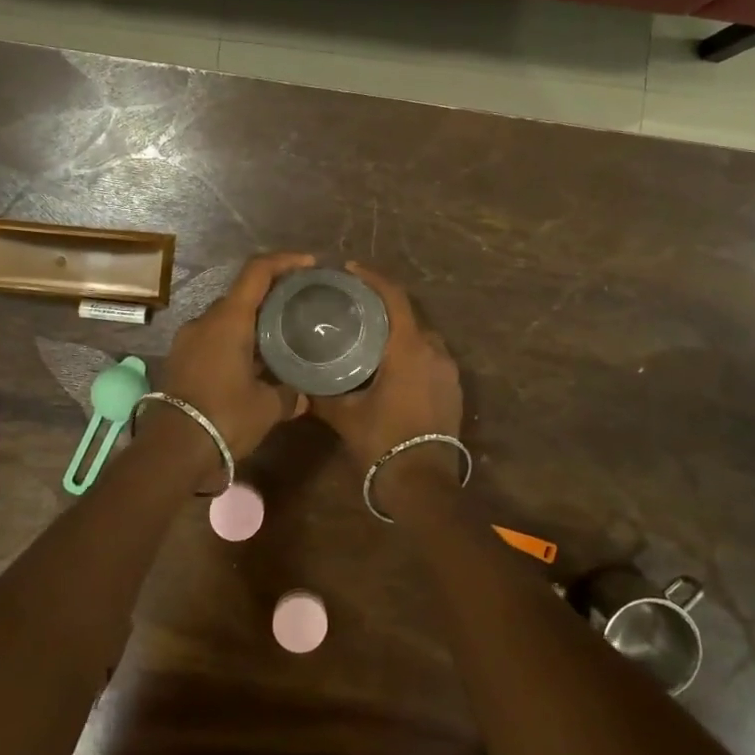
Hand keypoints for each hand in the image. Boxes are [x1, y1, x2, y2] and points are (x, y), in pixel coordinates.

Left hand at [155, 251, 315, 461]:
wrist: (172, 449)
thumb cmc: (224, 417)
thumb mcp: (267, 407)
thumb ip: (289, 395)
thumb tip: (305, 396)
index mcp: (228, 319)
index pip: (257, 272)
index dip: (284, 261)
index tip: (308, 264)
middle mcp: (205, 321)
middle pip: (241, 294)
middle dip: (270, 295)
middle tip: (298, 306)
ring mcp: (188, 340)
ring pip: (226, 318)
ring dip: (252, 322)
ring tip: (280, 337)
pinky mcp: (180, 359)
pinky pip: (213, 338)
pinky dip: (235, 341)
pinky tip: (255, 362)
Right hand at [310, 262, 463, 467]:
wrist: (423, 485)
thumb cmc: (382, 443)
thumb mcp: (345, 415)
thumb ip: (322, 392)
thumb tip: (301, 379)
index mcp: (408, 349)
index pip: (394, 298)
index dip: (373, 278)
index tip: (351, 270)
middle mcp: (434, 352)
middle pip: (409, 315)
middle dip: (384, 305)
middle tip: (355, 305)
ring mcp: (448, 371)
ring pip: (422, 337)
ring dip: (399, 330)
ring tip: (371, 334)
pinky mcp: (453, 388)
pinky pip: (431, 357)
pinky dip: (411, 351)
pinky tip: (391, 364)